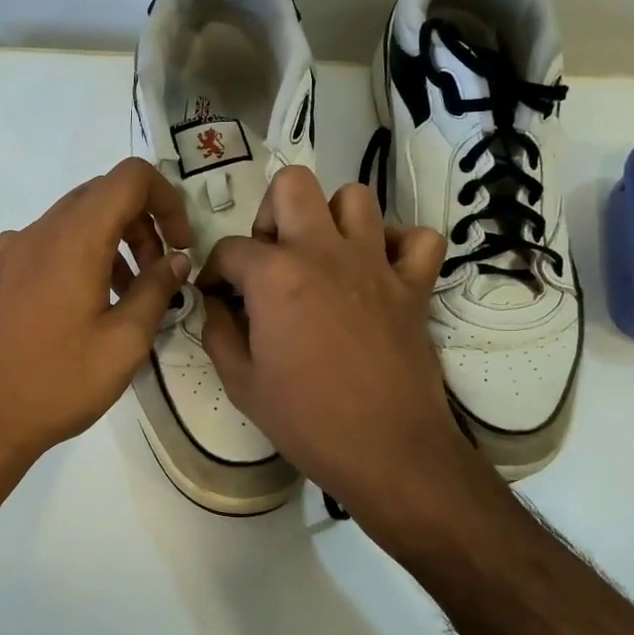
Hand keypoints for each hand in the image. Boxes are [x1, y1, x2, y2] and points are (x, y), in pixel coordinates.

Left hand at [0, 158, 193, 490]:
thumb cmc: (59, 383)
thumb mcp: (125, 342)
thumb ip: (157, 289)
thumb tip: (176, 259)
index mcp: (73, 239)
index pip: (130, 178)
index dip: (166, 199)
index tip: (179, 245)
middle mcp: (37, 231)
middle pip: (101, 195)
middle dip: (141, 224)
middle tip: (157, 273)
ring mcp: (8, 251)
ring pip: (72, 221)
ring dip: (110, 242)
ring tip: (124, 295)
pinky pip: (45, 245)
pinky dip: (78, 257)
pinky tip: (81, 308)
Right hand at [200, 167, 480, 535]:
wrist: (387, 450)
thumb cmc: (307, 420)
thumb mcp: (241, 383)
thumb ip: (219, 332)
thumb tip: (218, 304)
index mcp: (276, 275)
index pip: (230, 248)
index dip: (215, 271)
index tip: (218, 296)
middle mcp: (324, 252)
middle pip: (293, 185)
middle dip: (272, 213)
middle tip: (272, 258)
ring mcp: (375, 263)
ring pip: (355, 197)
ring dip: (333, 219)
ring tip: (324, 257)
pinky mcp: (414, 285)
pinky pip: (418, 238)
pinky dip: (399, 244)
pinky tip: (380, 270)